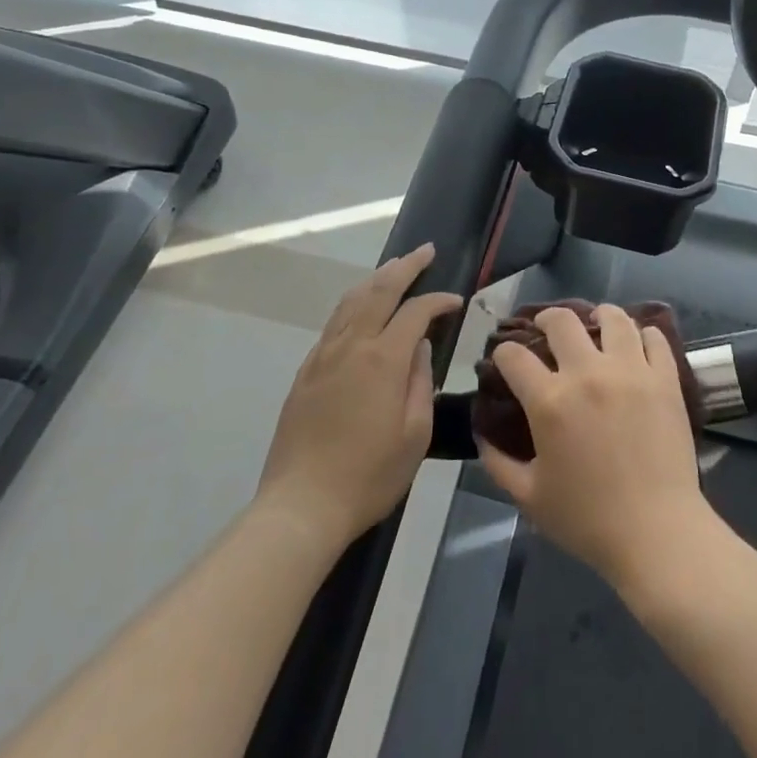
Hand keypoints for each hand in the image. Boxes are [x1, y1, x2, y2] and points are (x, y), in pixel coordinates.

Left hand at [254, 244, 462, 549]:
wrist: (300, 506)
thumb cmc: (368, 476)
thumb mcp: (414, 435)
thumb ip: (420, 382)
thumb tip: (420, 347)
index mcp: (382, 359)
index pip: (415, 311)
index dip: (438, 300)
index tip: (456, 301)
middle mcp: (351, 346)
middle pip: (379, 290)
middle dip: (405, 266)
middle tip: (426, 251)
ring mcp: (323, 356)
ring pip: (351, 301)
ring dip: (376, 279)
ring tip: (396, 268)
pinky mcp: (306, 372)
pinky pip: (334, 323)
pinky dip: (354, 303)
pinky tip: (362, 308)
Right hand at [477, 304, 716, 592]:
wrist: (657, 533)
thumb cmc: (588, 520)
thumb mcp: (529, 497)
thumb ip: (498, 462)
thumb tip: (482, 433)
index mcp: (550, 401)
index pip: (513, 356)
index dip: (503, 353)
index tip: (505, 358)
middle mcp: (588, 373)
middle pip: (561, 321)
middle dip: (545, 319)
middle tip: (546, 330)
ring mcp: (631, 370)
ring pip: (613, 317)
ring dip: (598, 316)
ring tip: (596, 324)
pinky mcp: (665, 378)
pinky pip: (654, 338)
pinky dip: (644, 334)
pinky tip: (637, 343)